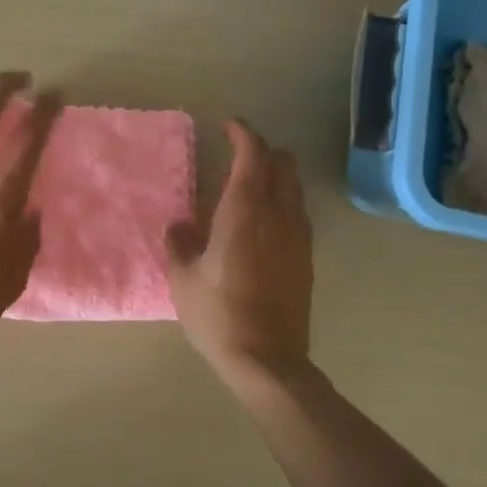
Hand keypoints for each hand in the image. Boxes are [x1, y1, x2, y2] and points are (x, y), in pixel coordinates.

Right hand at [166, 120, 313, 383]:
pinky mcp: (306, 258)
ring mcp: (298, 236)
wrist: (267, 360)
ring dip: (275, 176)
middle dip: (262, 151)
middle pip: (282, 163)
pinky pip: (297, 213)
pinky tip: (262, 223)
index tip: (228, 126)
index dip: (242, 134)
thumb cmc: (217, 314)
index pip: (253, 154)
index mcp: (245, 210)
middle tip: (237, 154)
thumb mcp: (183, 277)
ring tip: (248, 187)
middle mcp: (278, 214)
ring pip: (294, 187)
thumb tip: (181, 225)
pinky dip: (282, 202)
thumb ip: (180, 242)